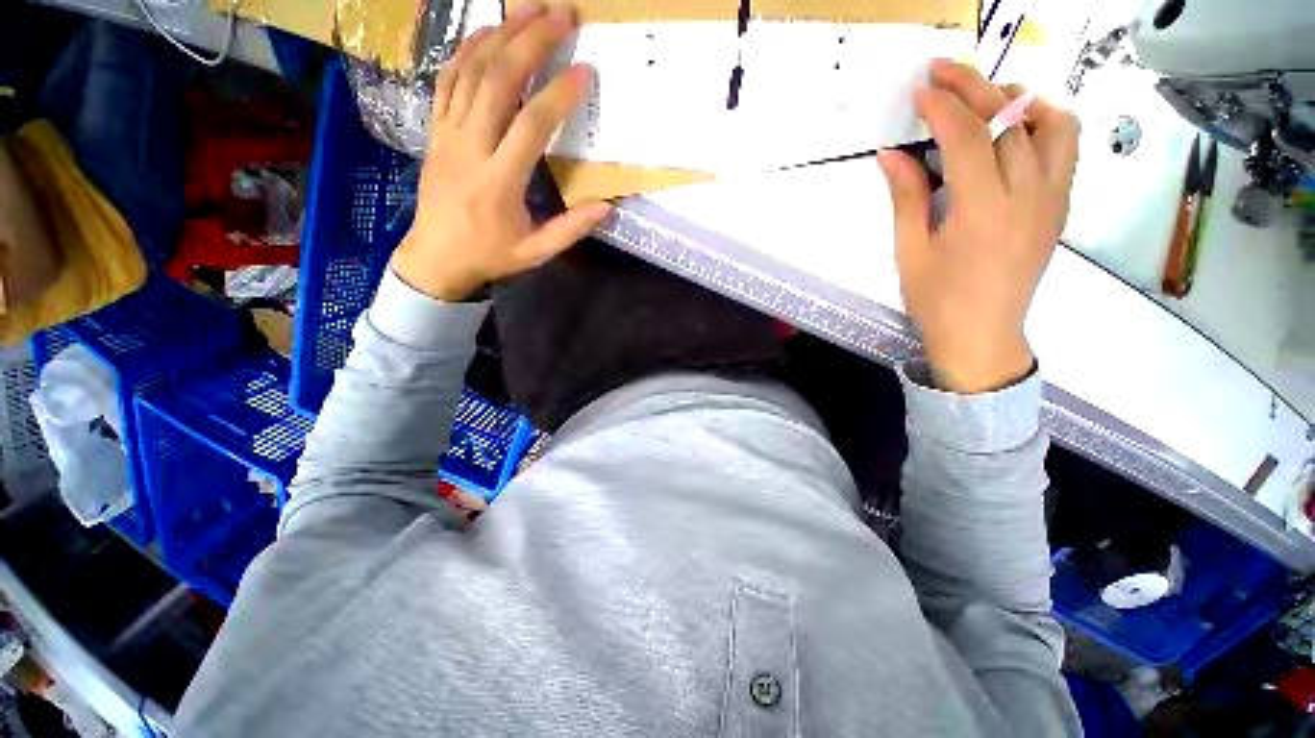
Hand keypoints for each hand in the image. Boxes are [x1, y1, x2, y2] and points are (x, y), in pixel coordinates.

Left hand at [391, 2, 611, 300]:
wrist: (436, 258)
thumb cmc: (490, 255)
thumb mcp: (536, 253)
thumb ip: (571, 229)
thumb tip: (607, 207)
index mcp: (500, 181)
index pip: (531, 126)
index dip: (559, 95)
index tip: (585, 71)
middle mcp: (470, 148)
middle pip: (498, 81)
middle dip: (530, 42)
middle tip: (559, 14)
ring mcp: (448, 134)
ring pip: (470, 72)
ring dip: (500, 34)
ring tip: (528, 9)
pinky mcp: (435, 130)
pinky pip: (447, 80)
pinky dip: (466, 51)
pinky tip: (485, 32)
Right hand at [878, 59, 1078, 393]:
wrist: (982, 335)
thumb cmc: (937, 300)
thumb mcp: (910, 252)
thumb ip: (906, 197)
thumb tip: (890, 155)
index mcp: (981, 210)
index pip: (967, 137)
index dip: (942, 106)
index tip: (920, 91)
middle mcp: (1027, 195)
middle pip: (1008, 120)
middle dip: (973, 86)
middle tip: (943, 71)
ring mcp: (1053, 198)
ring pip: (1049, 124)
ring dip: (1016, 98)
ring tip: (984, 95)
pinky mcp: (1061, 205)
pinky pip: (1065, 147)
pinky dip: (1044, 122)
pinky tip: (1018, 124)